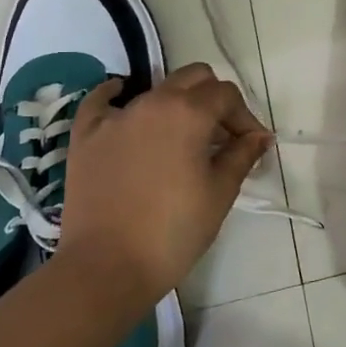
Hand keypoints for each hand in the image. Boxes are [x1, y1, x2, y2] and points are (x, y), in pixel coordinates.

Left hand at [56, 63, 271, 304]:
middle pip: (193, 78)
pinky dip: (116, 96)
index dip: (245, 117)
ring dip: (177, 105)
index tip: (252, 145)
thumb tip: (259, 137)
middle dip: (214, 99)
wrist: (107, 268)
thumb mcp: (220, 193)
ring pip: (155, 90)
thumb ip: (242, 155)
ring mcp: (115, 116)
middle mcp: (152, 102)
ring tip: (182, 139)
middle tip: (222, 135)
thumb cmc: (173, 231)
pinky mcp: (86, 135)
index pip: (227, 95)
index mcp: (188, 113)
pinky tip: (123, 99)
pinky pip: (101, 100)